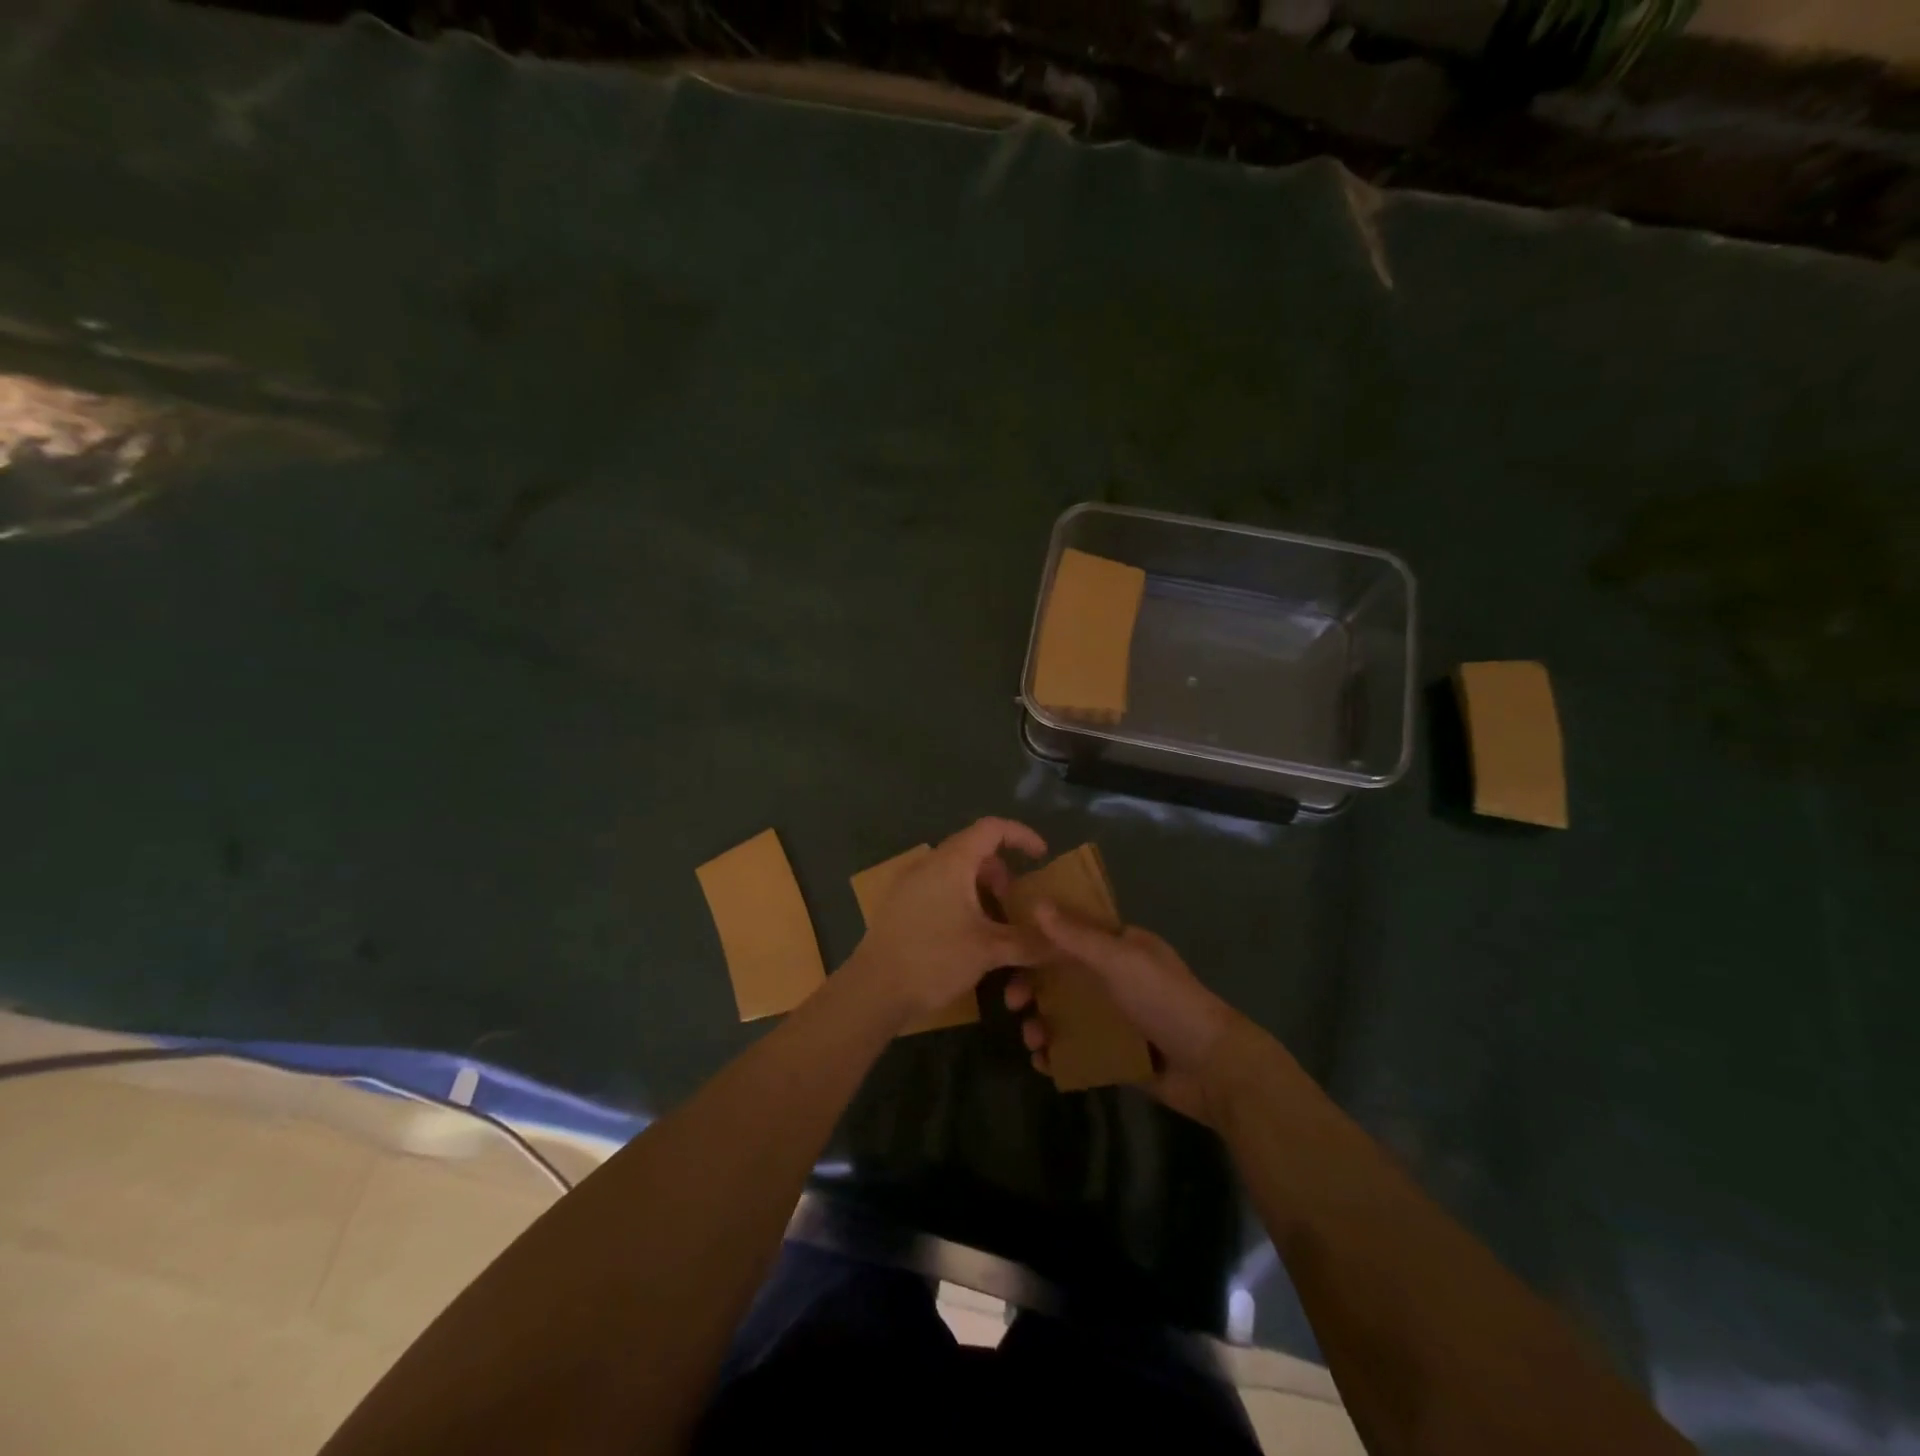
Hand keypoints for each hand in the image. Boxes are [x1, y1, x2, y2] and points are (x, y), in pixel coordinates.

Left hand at [848, 817, 1050, 1022]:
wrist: (874, 989)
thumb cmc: (934, 958)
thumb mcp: (989, 950)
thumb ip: (1029, 942)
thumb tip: (1064, 942)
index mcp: (951, 862)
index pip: (992, 828)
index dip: (1021, 835)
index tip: (1042, 856)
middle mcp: (929, 864)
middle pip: (974, 850)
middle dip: (1002, 872)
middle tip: (1017, 902)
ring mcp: (911, 883)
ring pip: (957, 872)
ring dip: (982, 889)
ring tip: (996, 923)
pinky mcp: (901, 904)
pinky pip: (940, 888)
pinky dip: (962, 899)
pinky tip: (968, 934)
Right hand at [1006, 906, 1240, 1126]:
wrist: (1213, 1068)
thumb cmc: (1165, 1001)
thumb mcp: (1119, 961)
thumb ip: (1076, 936)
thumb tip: (1035, 903)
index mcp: (1120, 947)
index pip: (1071, 932)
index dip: (1038, 938)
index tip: (1007, 948)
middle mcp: (1115, 977)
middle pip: (1061, 975)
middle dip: (1033, 986)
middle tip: (1012, 1002)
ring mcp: (1115, 1016)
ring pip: (1064, 1013)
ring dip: (1041, 1022)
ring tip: (1032, 1040)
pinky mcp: (1115, 1053)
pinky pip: (1076, 1048)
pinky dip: (1056, 1054)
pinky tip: (1043, 1063)